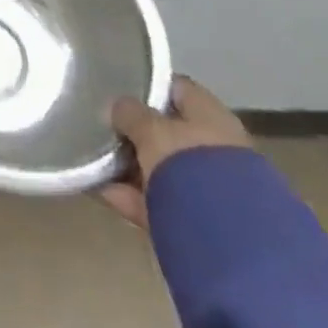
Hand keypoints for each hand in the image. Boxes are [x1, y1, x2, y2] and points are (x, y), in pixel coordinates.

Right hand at [97, 75, 251, 228]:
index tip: (118, 88)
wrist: (231, 242)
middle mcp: (217, 148)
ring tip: (96, 164)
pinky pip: (160, 201)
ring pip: (163, 169)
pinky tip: (104, 193)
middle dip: (137, 133)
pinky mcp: (202, 222)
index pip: (178, 88)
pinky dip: (134, 198)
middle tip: (103, 129)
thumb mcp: (150, 129)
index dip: (149, 85)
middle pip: (169, 132)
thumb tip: (118, 107)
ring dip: (133, 168)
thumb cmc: (189, 165)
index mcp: (212, 116)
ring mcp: (212, 187)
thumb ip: (130, 113)